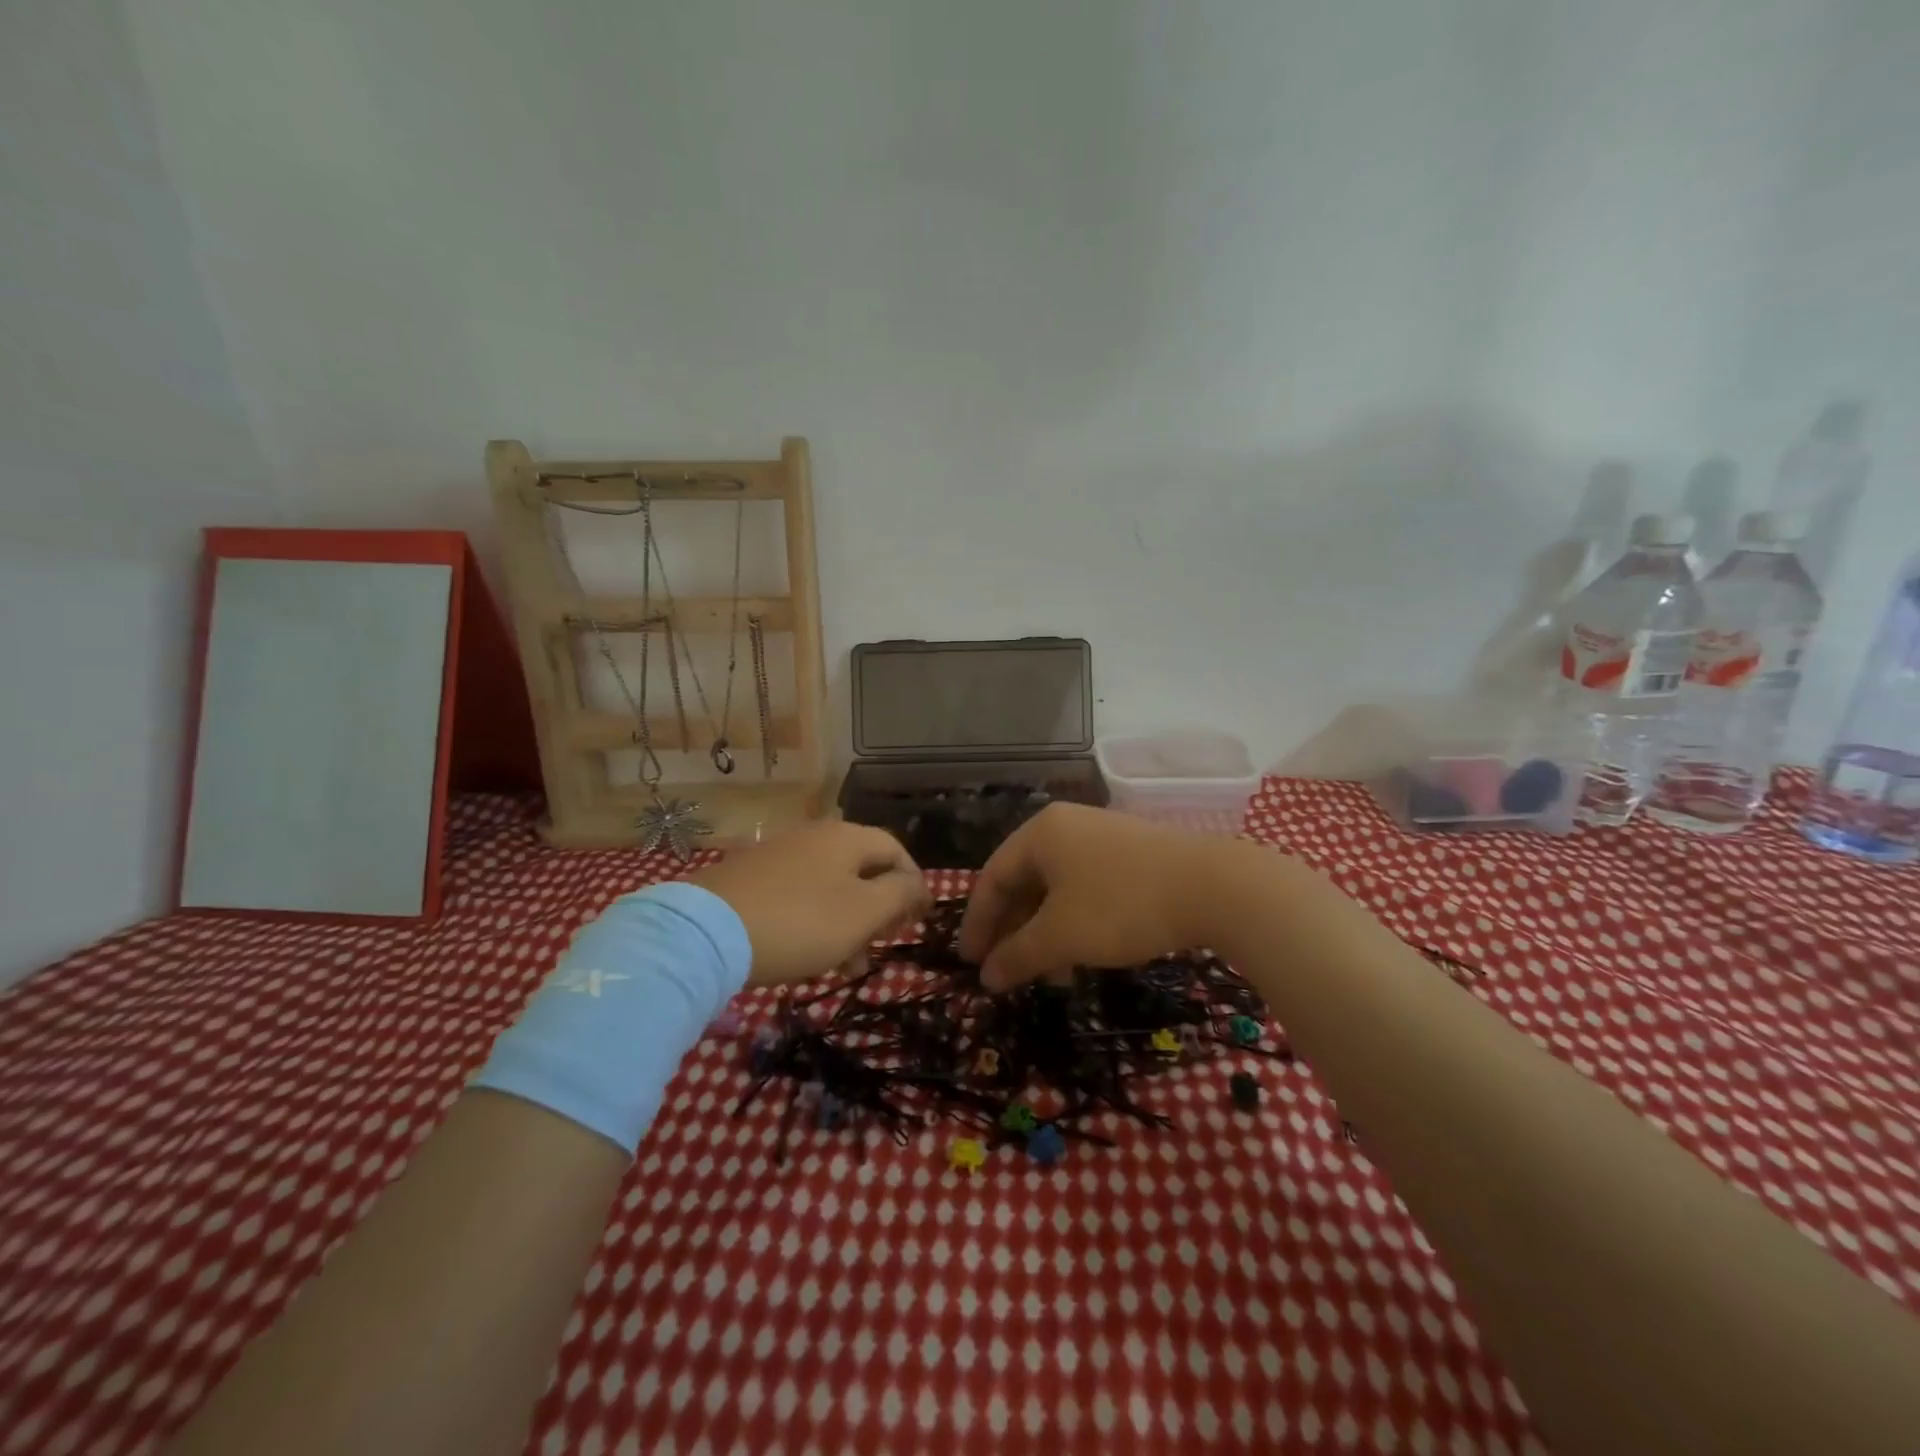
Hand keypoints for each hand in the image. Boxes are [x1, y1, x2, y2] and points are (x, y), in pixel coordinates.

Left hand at [691, 822, 930, 985]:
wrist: (707, 933)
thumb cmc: (801, 921)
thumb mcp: (864, 912)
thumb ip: (900, 894)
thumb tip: (918, 884)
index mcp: (846, 836)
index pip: (895, 850)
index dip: (914, 883)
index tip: (920, 920)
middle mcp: (814, 836)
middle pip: (862, 868)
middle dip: (880, 908)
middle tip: (883, 943)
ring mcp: (779, 856)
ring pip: (830, 887)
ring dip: (849, 922)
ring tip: (849, 964)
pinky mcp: (751, 878)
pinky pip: (799, 896)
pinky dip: (816, 922)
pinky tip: (810, 955)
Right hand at [958, 804, 1244, 987]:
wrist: (1214, 887)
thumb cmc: (1121, 905)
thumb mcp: (1061, 936)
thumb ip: (1017, 956)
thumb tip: (986, 978)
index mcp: (1040, 833)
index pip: (992, 877)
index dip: (977, 923)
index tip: (970, 962)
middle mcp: (1066, 826)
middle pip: (1024, 881)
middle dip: (1013, 931)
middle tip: (1005, 971)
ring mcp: (1101, 837)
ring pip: (1057, 888)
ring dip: (1045, 933)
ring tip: (1050, 976)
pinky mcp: (1131, 854)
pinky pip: (1085, 888)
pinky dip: (1074, 922)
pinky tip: (1082, 954)